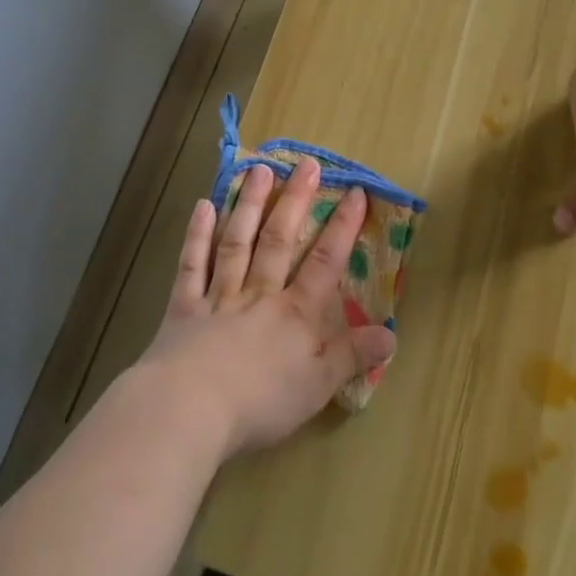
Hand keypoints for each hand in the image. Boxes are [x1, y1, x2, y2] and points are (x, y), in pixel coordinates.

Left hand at [136, 159, 396, 461]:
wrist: (189, 410)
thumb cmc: (260, 403)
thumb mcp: (318, 387)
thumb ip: (352, 356)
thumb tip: (392, 334)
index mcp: (294, 313)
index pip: (325, 262)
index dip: (342, 227)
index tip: (354, 191)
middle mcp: (259, 294)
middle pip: (279, 240)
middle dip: (295, 201)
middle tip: (306, 164)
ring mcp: (218, 296)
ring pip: (237, 242)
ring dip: (249, 205)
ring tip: (260, 170)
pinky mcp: (183, 307)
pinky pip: (192, 265)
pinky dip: (197, 235)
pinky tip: (204, 206)